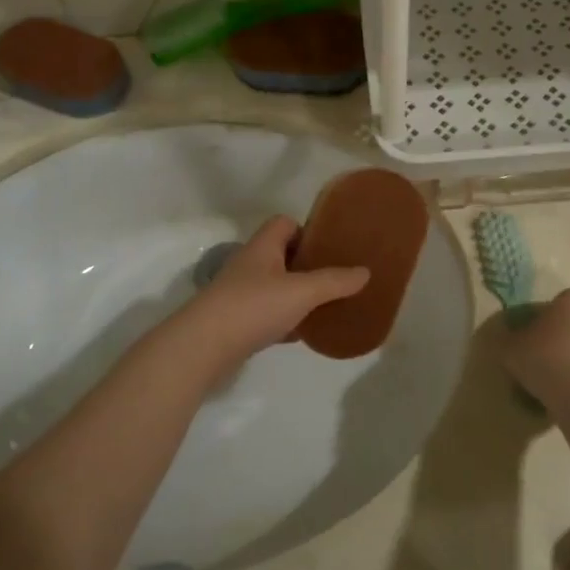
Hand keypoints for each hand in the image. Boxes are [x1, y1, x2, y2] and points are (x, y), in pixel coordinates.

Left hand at [179, 217, 367, 369]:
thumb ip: (334, 281)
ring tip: (324, 305)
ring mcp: (240, 293)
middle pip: (281, 255)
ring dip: (296, 294)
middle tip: (334, 278)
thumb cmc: (254, 306)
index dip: (307, 230)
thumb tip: (365, 271)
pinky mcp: (235, 321)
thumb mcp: (302, 291)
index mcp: (263, 247)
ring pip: (275, 286)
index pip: (284, 223)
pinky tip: (301, 334)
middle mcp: (249, 264)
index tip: (329, 248)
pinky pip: (267, 313)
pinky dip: (285, 320)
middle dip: (307, 265)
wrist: (203, 346)